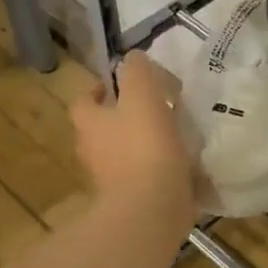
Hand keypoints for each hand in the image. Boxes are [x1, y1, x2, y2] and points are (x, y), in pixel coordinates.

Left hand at [69, 52, 196, 228]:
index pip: (83, 101)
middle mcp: (93, 152)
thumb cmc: (144, 147)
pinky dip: (158, 171)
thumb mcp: (143, 95)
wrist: (151, 210)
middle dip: (122, 118)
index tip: (118, 85)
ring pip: (123, 154)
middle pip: (102, 129)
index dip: (97, 90)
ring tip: (174, 135)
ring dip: (142, 144)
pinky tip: (183, 166)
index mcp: (91, 124)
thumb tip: (133, 57)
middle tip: (152, 108)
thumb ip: (137, 72)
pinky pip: (144, 178)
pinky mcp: (133, 202)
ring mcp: (111, 181)